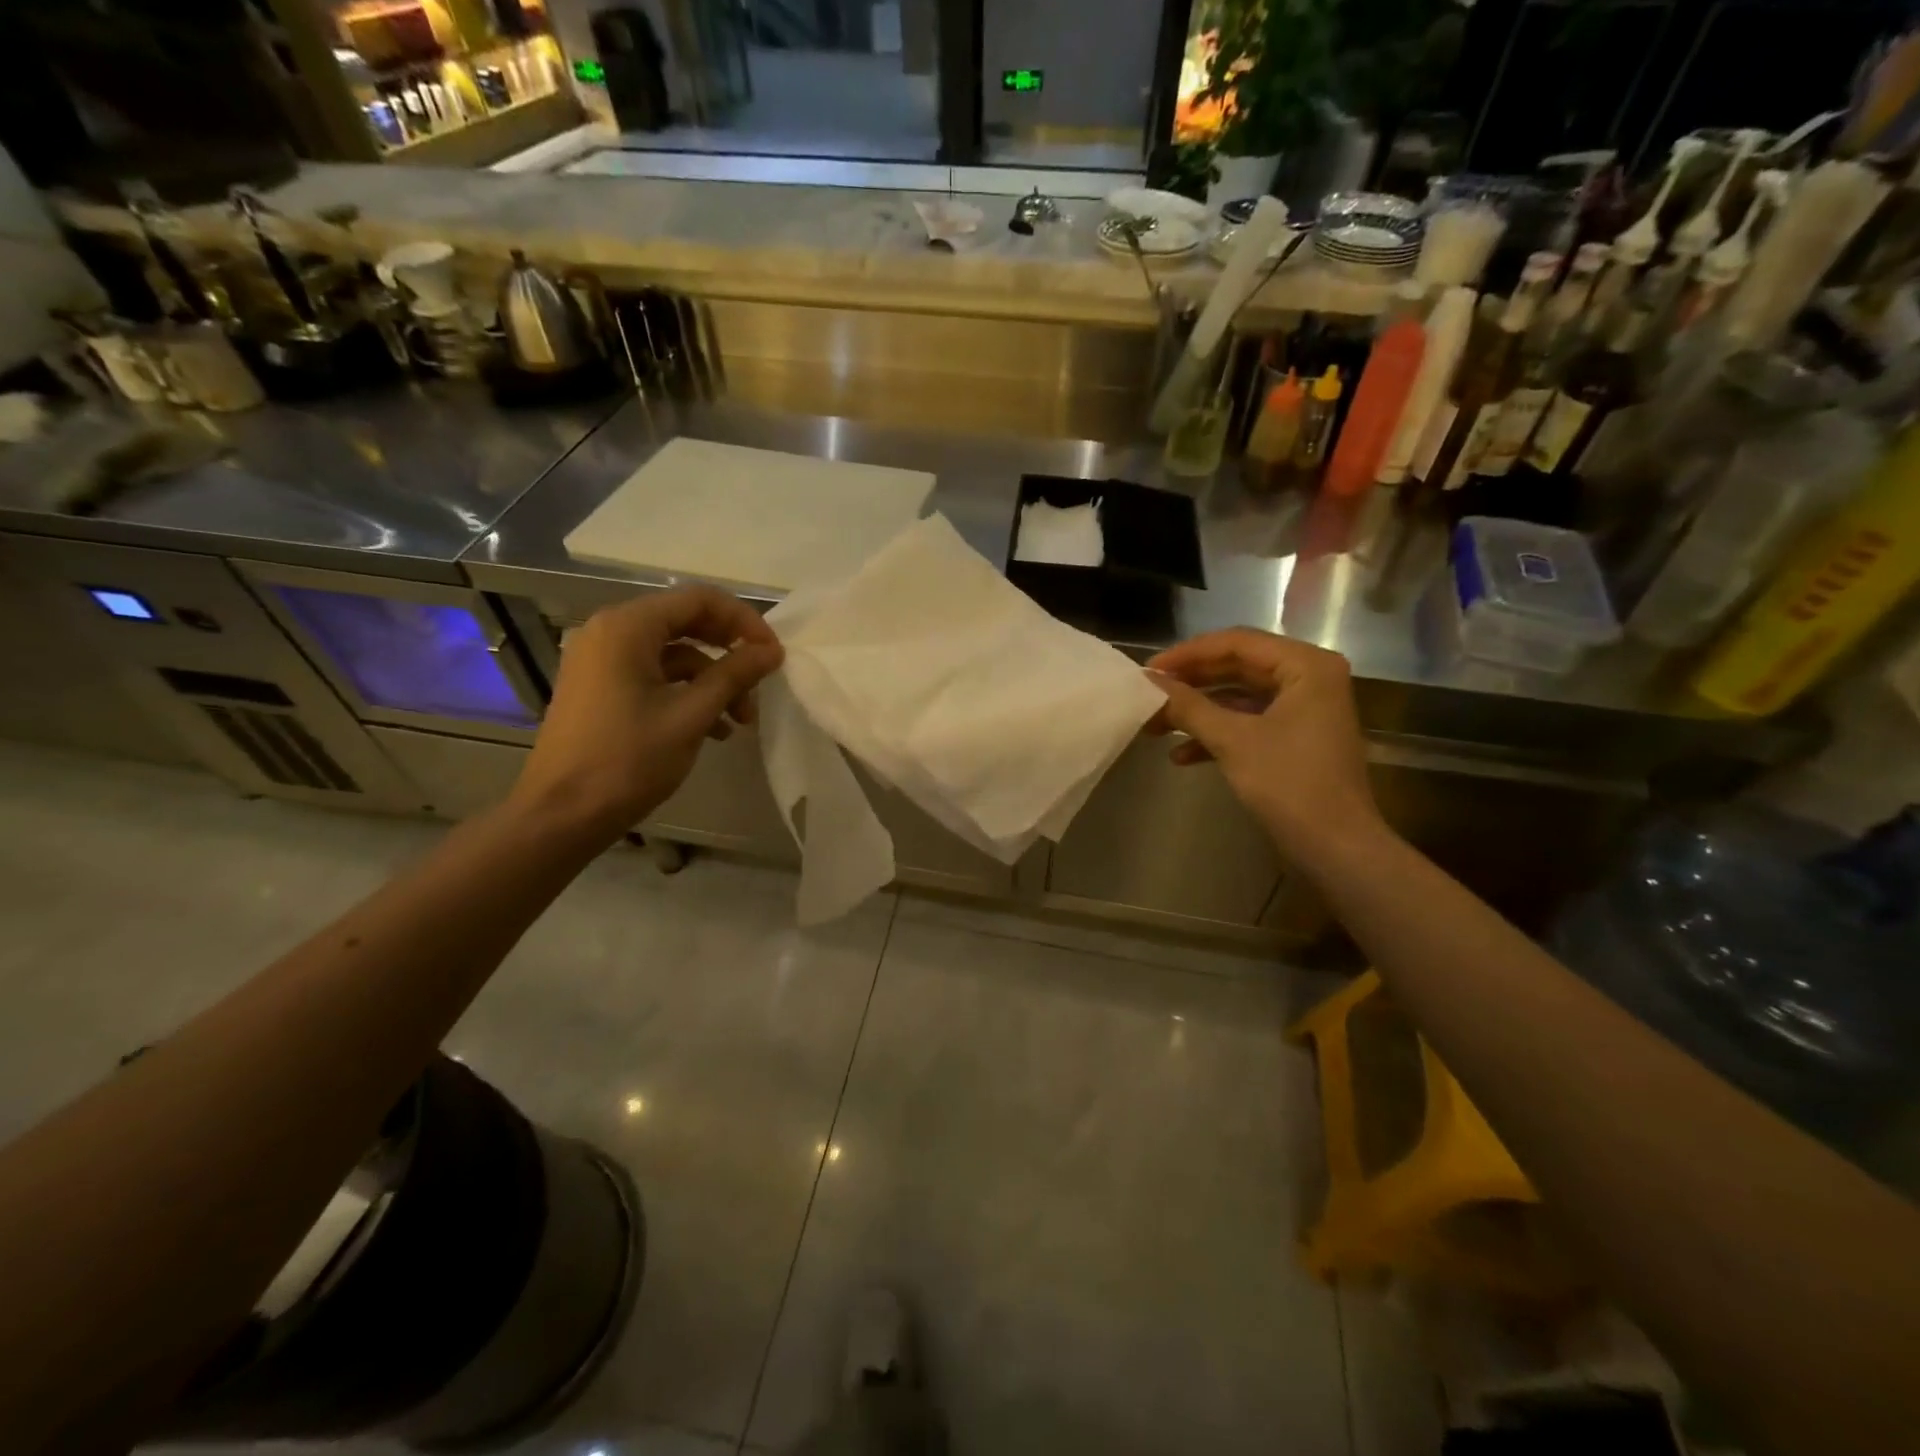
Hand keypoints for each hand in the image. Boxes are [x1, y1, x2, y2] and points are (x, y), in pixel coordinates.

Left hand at [509, 586, 783, 836]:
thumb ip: (734, 675)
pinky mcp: (600, 688)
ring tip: (741, 720)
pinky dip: (687, 694)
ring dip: (713, 680)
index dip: (744, 622)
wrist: (561, 815)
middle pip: (686, 623)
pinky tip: (714, 730)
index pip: (700, 600)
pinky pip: (654, 675)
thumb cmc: (628, 760)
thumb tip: (772, 650)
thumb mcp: (691, 715)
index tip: (773, 655)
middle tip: (761, 684)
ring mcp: (601, 660)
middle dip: (730, 653)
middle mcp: (610, 632)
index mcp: (628, 627)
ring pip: (673, 654)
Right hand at [1147, 628, 1380, 859]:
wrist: (1336, 847)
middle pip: (1237, 667)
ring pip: (1239, 697)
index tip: (1148, 671)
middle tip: (1149, 694)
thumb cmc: (1289, 784)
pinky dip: (1217, 734)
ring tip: (1156, 725)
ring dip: (1198, 711)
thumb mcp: (1232, 740)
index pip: (1237, 642)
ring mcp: (1304, 709)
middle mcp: (1310, 678)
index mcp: (1306, 665)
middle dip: (1191, 684)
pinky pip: (1250, 722)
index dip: (1188, 654)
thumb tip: (1148, 682)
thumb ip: (1189, 706)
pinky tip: (1180, 756)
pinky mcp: (1296, 738)